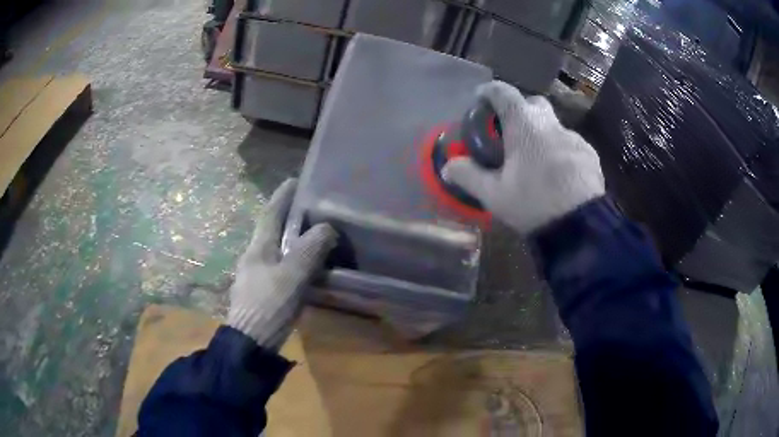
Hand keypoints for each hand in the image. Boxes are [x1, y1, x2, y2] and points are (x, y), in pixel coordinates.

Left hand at [227, 179, 336, 349]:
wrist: (250, 343)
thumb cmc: (268, 306)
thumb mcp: (291, 276)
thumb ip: (309, 250)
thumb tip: (326, 228)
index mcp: (258, 248)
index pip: (270, 214)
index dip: (282, 196)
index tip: (294, 180)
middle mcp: (254, 257)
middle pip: (271, 230)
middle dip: (287, 215)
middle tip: (310, 207)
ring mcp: (255, 275)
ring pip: (275, 249)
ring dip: (291, 238)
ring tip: (311, 234)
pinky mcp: (261, 291)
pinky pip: (279, 266)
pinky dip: (292, 259)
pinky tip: (304, 266)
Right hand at [443, 81, 604, 233]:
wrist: (581, 225)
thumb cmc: (534, 203)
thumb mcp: (494, 194)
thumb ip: (468, 176)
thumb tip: (448, 166)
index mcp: (524, 124)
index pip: (502, 92)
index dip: (488, 92)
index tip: (480, 99)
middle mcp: (550, 122)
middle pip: (532, 103)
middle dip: (519, 110)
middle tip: (510, 132)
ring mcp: (574, 137)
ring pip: (553, 125)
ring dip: (541, 134)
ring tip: (535, 161)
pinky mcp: (590, 153)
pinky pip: (569, 144)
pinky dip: (560, 151)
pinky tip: (558, 174)